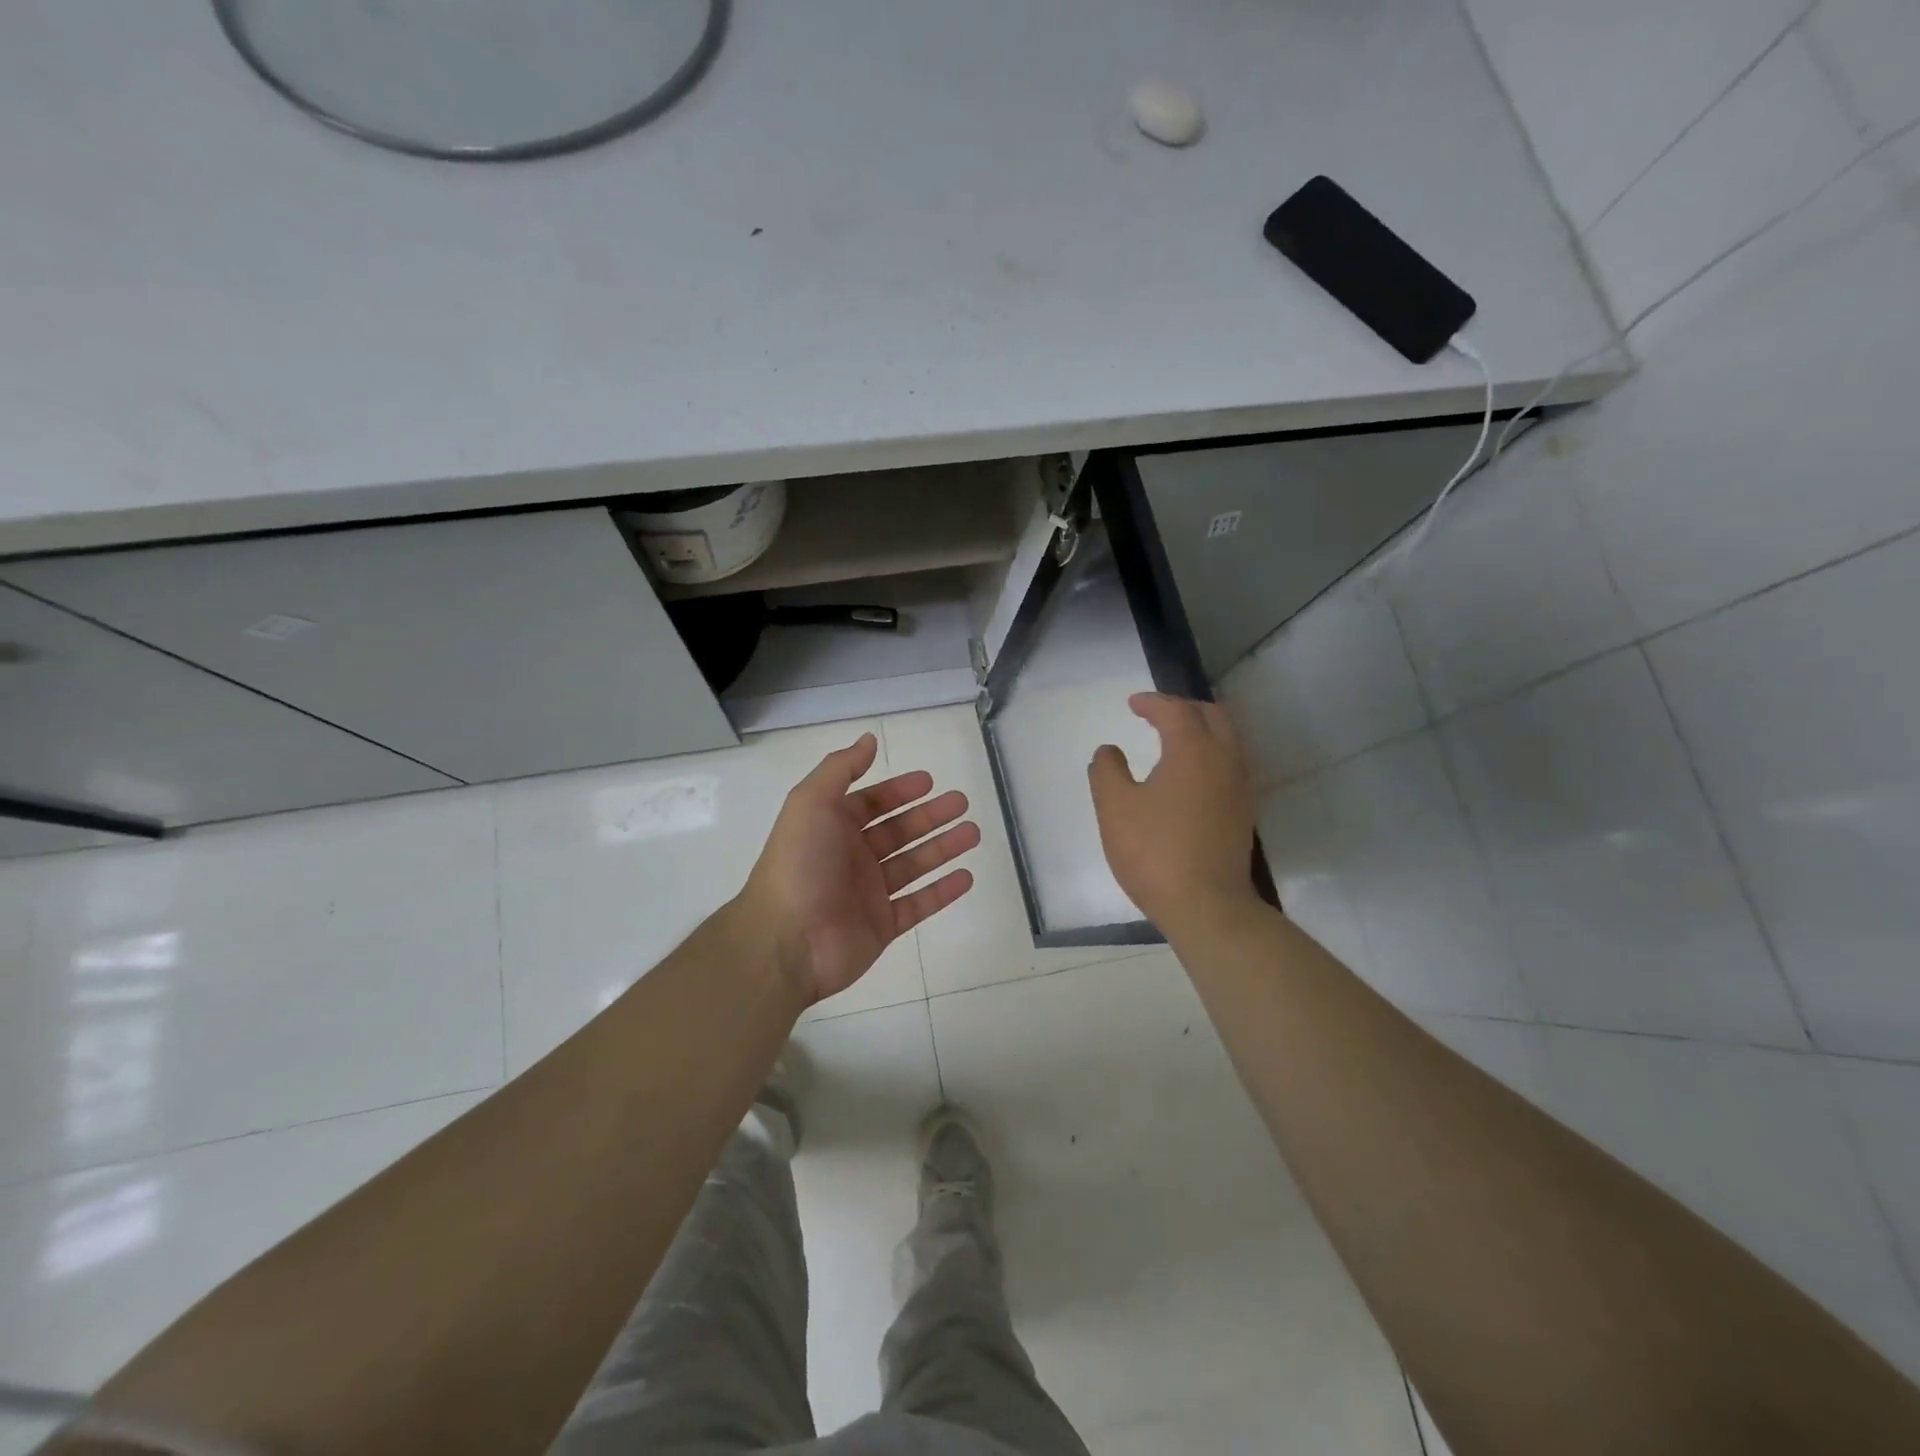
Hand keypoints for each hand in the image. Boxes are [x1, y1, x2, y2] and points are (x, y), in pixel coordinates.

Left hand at [740, 732, 979, 1004]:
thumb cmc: (798, 865)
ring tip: (973, 833)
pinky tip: (966, 877)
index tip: (930, 781)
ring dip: (943, 847)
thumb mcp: (810, 803)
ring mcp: (868, 894)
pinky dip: (942, 891)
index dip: (899, 790)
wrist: (786, 941)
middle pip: (898, 831)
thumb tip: (868, 739)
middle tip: (962, 803)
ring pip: (913, 864)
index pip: (871, 803)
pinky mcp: (882, 926)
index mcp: (831, 828)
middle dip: (930, 816)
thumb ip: (840, 769)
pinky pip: (919, 904)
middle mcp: (851, 858)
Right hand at [1088, 693, 1256, 933]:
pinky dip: (1210, 754)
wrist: (1206, 906)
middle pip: (1213, 715)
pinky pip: (1230, 764)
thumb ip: (1107, 771)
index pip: (1176, 710)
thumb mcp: (1115, 807)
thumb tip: (1108, 751)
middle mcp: (1225, 759)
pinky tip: (1189, 775)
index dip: (1153, 702)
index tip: (1133, 703)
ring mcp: (1239, 787)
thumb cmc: (1154, 852)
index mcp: (1193, 750)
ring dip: (1202, 730)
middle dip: (1185, 708)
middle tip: (1157, 714)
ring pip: (1228, 739)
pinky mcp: (1243, 811)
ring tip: (1174, 739)